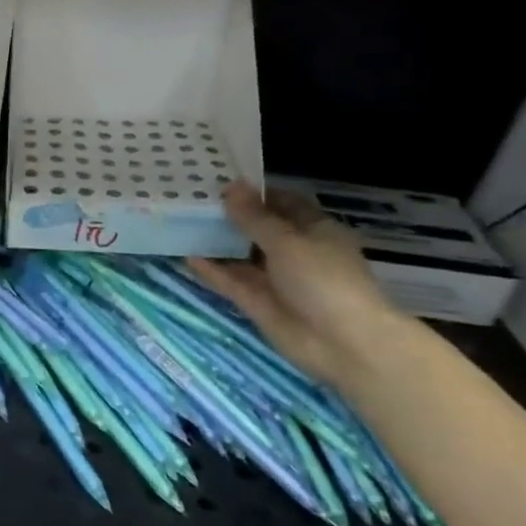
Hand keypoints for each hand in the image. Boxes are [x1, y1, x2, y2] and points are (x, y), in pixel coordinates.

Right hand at [189, 182, 406, 387]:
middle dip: (229, 215)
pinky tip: (187, 256)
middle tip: (191, 199)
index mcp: (313, 230)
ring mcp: (275, 279)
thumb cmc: (324, 280)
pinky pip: (231, 281)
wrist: (343, 344)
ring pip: (241, 255)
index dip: (254, 192)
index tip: (219, 181)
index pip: (282, 203)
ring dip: (217, 242)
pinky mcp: (258, 303)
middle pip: (257, 228)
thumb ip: (254, 217)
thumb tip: (230, 186)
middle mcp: (293, 251)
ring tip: (182, 224)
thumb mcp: (287, 241)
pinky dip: (212, 270)